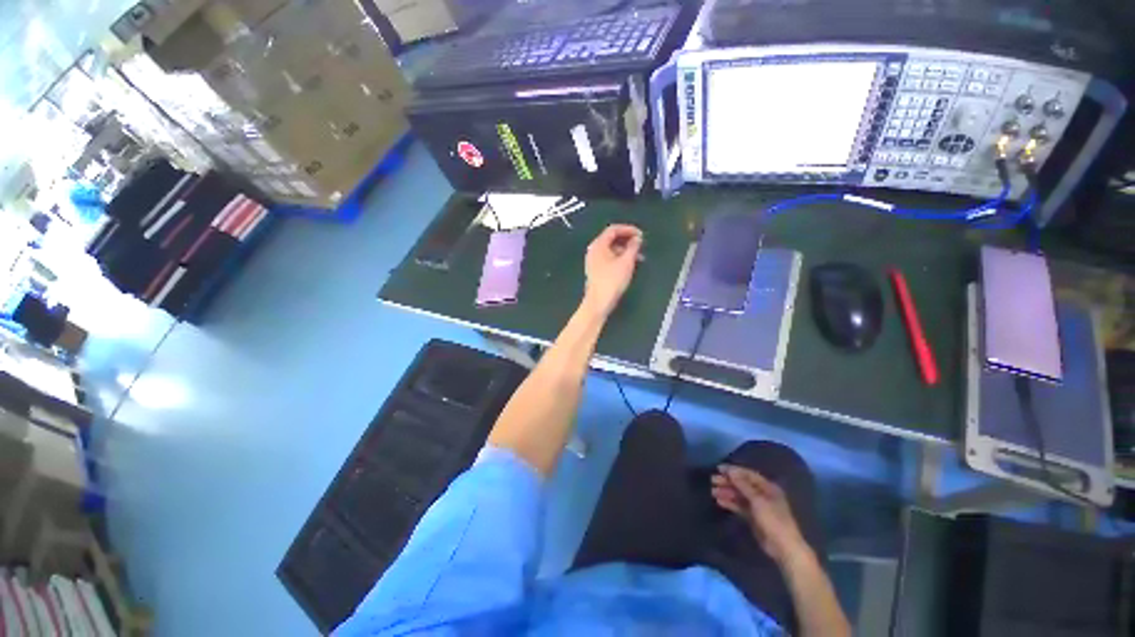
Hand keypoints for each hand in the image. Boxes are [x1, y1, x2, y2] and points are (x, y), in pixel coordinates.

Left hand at [583, 224, 642, 317]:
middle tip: (641, 246)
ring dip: (625, 251)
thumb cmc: (612, 280)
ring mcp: (593, 261)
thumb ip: (633, 247)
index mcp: (599, 245)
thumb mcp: (626, 262)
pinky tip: (630, 266)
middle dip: (627, 240)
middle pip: (611, 239)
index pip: (613, 230)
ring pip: (611, 250)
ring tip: (639, 258)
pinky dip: (619, 258)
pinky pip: (609, 258)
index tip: (641, 235)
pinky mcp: (596, 270)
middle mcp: (594, 250)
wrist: (598, 302)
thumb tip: (637, 238)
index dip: (628, 229)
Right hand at [711, 465, 810, 565]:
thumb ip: (743, 485)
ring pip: (739, 495)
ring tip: (713, 492)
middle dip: (727, 481)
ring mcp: (757, 506)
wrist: (783, 547)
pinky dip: (730, 503)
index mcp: (768, 487)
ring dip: (726, 492)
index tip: (718, 468)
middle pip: (742, 484)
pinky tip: (720, 501)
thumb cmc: (773, 520)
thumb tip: (731, 471)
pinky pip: (739, 506)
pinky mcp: (753, 517)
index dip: (733, 470)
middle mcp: (762, 494)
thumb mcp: (758, 500)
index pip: (748, 474)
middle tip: (712, 480)